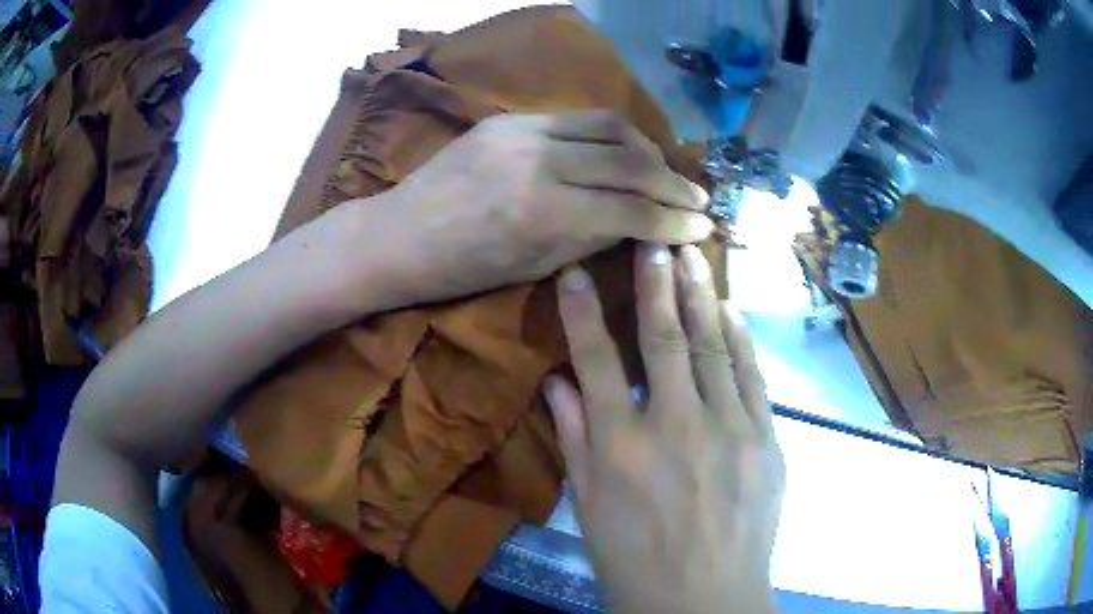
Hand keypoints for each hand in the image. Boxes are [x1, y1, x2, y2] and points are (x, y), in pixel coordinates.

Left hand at [346, 111, 712, 305]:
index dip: (674, 220)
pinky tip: (625, 150)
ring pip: (610, 127)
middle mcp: (541, 162)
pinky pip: (577, 118)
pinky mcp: (510, 118)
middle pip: (630, 161)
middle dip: (673, 183)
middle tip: (697, 198)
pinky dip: (612, 134)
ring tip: (666, 172)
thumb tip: (639, 221)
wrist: (400, 234)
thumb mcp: (534, 266)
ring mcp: (524, 131)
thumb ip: (591, 236)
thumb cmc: (461, 270)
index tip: (703, 227)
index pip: (631, 209)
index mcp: (544, 214)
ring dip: (648, 150)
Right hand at [544, 244, 784, 613]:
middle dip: (657, 283)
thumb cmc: (634, 562)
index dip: (582, 311)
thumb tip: (557, 384)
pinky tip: (732, 311)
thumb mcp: (590, 507)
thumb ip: (574, 440)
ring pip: (715, 347)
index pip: (596, 361)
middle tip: (655, 240)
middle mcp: (675, 426)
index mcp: (621, 447)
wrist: (705, 600)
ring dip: (703, 297)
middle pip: (665, 338)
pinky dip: (742, 340)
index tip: (577, 269)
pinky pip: (753, 378)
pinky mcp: (766, 442)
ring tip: (695, 256)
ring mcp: (729, 430)